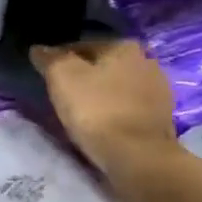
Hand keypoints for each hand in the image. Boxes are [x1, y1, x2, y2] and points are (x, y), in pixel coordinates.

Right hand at [29, 39, 176, 172]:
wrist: (137, 156)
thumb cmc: (97, 110)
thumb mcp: (62, 77)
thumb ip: (49, 58)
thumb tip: (39, 49)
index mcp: (123, 46)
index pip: (81, 45)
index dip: (59, 59)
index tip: (46, 75)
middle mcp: (146, 61)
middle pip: (103, 65)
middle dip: (84, 75)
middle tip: (62, 93)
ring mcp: (158, 90)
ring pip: (117, 86)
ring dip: (101, 94)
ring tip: (80, 111)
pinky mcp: (162, 117)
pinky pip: (128, 107)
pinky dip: (114, 111)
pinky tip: (101, 123)